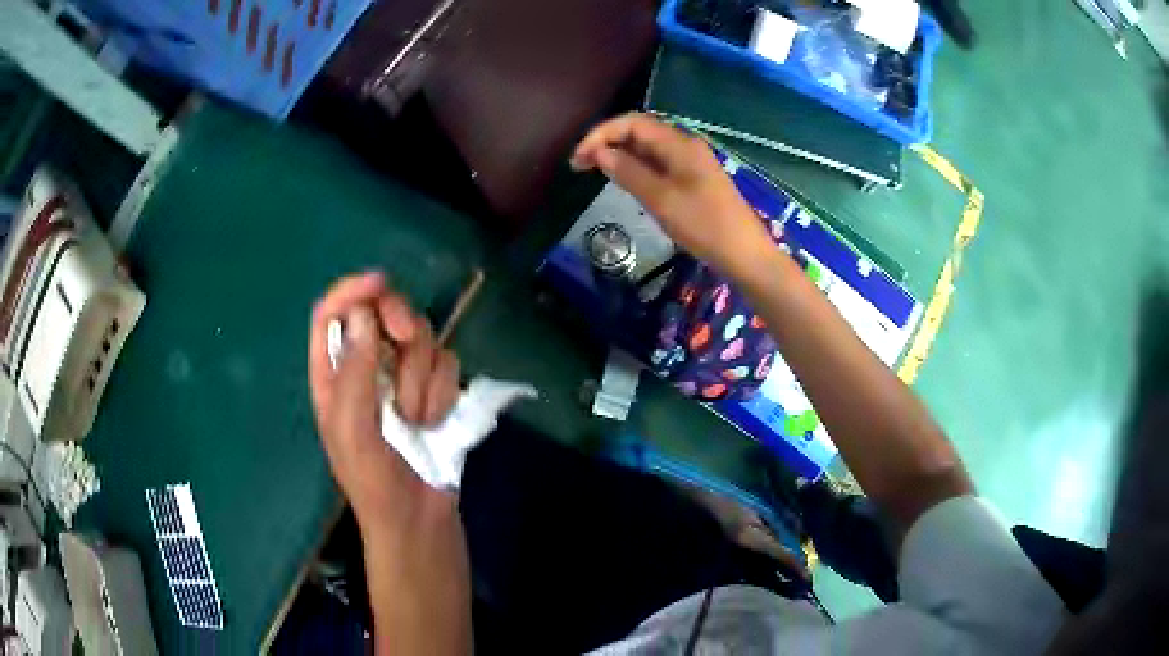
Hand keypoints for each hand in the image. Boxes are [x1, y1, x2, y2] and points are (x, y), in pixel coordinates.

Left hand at [308, 272, 460, 522]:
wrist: (418, 519)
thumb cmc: (374, 481)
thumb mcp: (353, 430)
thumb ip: (354, 371)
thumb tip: (362, 314)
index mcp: (332, 374)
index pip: (331, 314)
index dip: (351, 291)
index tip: (379, 283)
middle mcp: (367, 367)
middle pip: (382, 313)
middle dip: (399, 324)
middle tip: (406, 339)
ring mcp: (403, 378)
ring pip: (421, 337)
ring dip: (422, 376)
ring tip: (417, 419)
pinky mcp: (436, 390)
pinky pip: (448, 363)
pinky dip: (443, 392)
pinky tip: (435, 422)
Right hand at [571, 113, 774, 276]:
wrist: (745, 253)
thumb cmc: (704, 225)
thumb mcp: (661, 199)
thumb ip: (629, 173)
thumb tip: (600, 153)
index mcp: (679, 144)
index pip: (632, 123)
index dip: (601, 134)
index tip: (578, 158)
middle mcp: (684, 146)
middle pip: (639, 132)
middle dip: (607, 142)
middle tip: (580, 166)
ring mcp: (690, 162)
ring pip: (648, 149)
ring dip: (620, 155)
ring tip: (595, 173)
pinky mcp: (693, 179)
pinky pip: (658, 164)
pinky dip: (636, 168)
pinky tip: (624, 182)